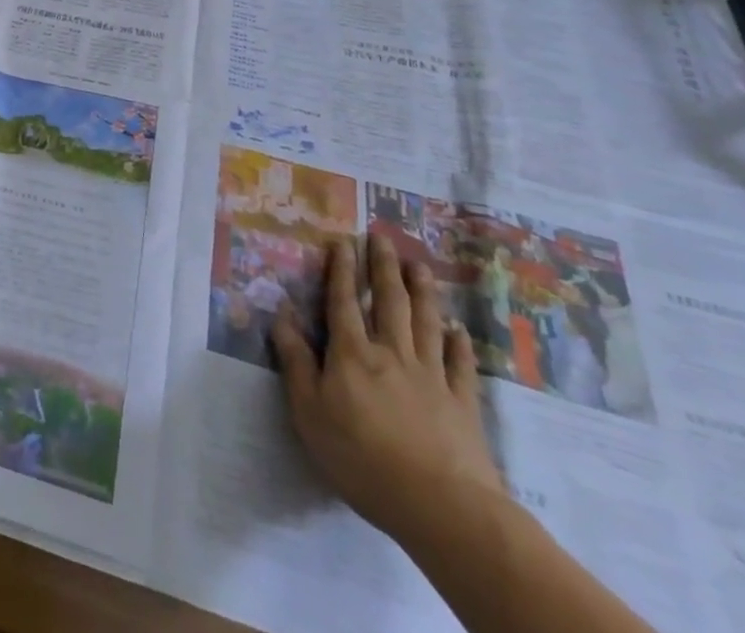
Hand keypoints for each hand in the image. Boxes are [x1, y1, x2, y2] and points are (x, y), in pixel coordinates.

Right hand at [272, 231, 504, 544]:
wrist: (441, 506)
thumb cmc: (362, 458)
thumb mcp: (309, 411)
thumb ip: (295, 360)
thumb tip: (282, 313)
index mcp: (351, 353)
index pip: (342, 301)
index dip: (341, 270)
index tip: (343, 241)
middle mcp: (391, 353)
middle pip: (388, 302)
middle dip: (383, 267)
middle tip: (383, 238)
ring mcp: (431, 376)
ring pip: (425, 323)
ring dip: (422, 291)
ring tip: (419, 266)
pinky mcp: (463, 405)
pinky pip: (460, 365)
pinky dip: (459, 344)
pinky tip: (458, 329)